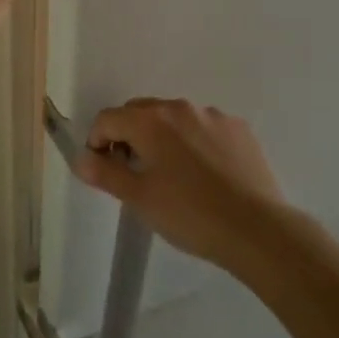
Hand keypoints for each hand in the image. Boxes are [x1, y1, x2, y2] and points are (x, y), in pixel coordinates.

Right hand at [74, 99, 290, 267]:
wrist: (257, 229)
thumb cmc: (189, 214)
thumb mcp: (139, 198)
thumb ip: (106, 173)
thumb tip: (81, 158)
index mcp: (150, 120)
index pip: (108, 118)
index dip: (97, 141)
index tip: (103, 169)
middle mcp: (180, 108)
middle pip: (140, 112)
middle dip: (128, 135)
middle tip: (133, 172)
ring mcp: (213, 116)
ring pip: (174, 119)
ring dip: (163, 137)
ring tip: (172, 175)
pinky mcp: (239, 129)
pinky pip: (204, 128)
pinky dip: (194, 142)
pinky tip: (204, 174)